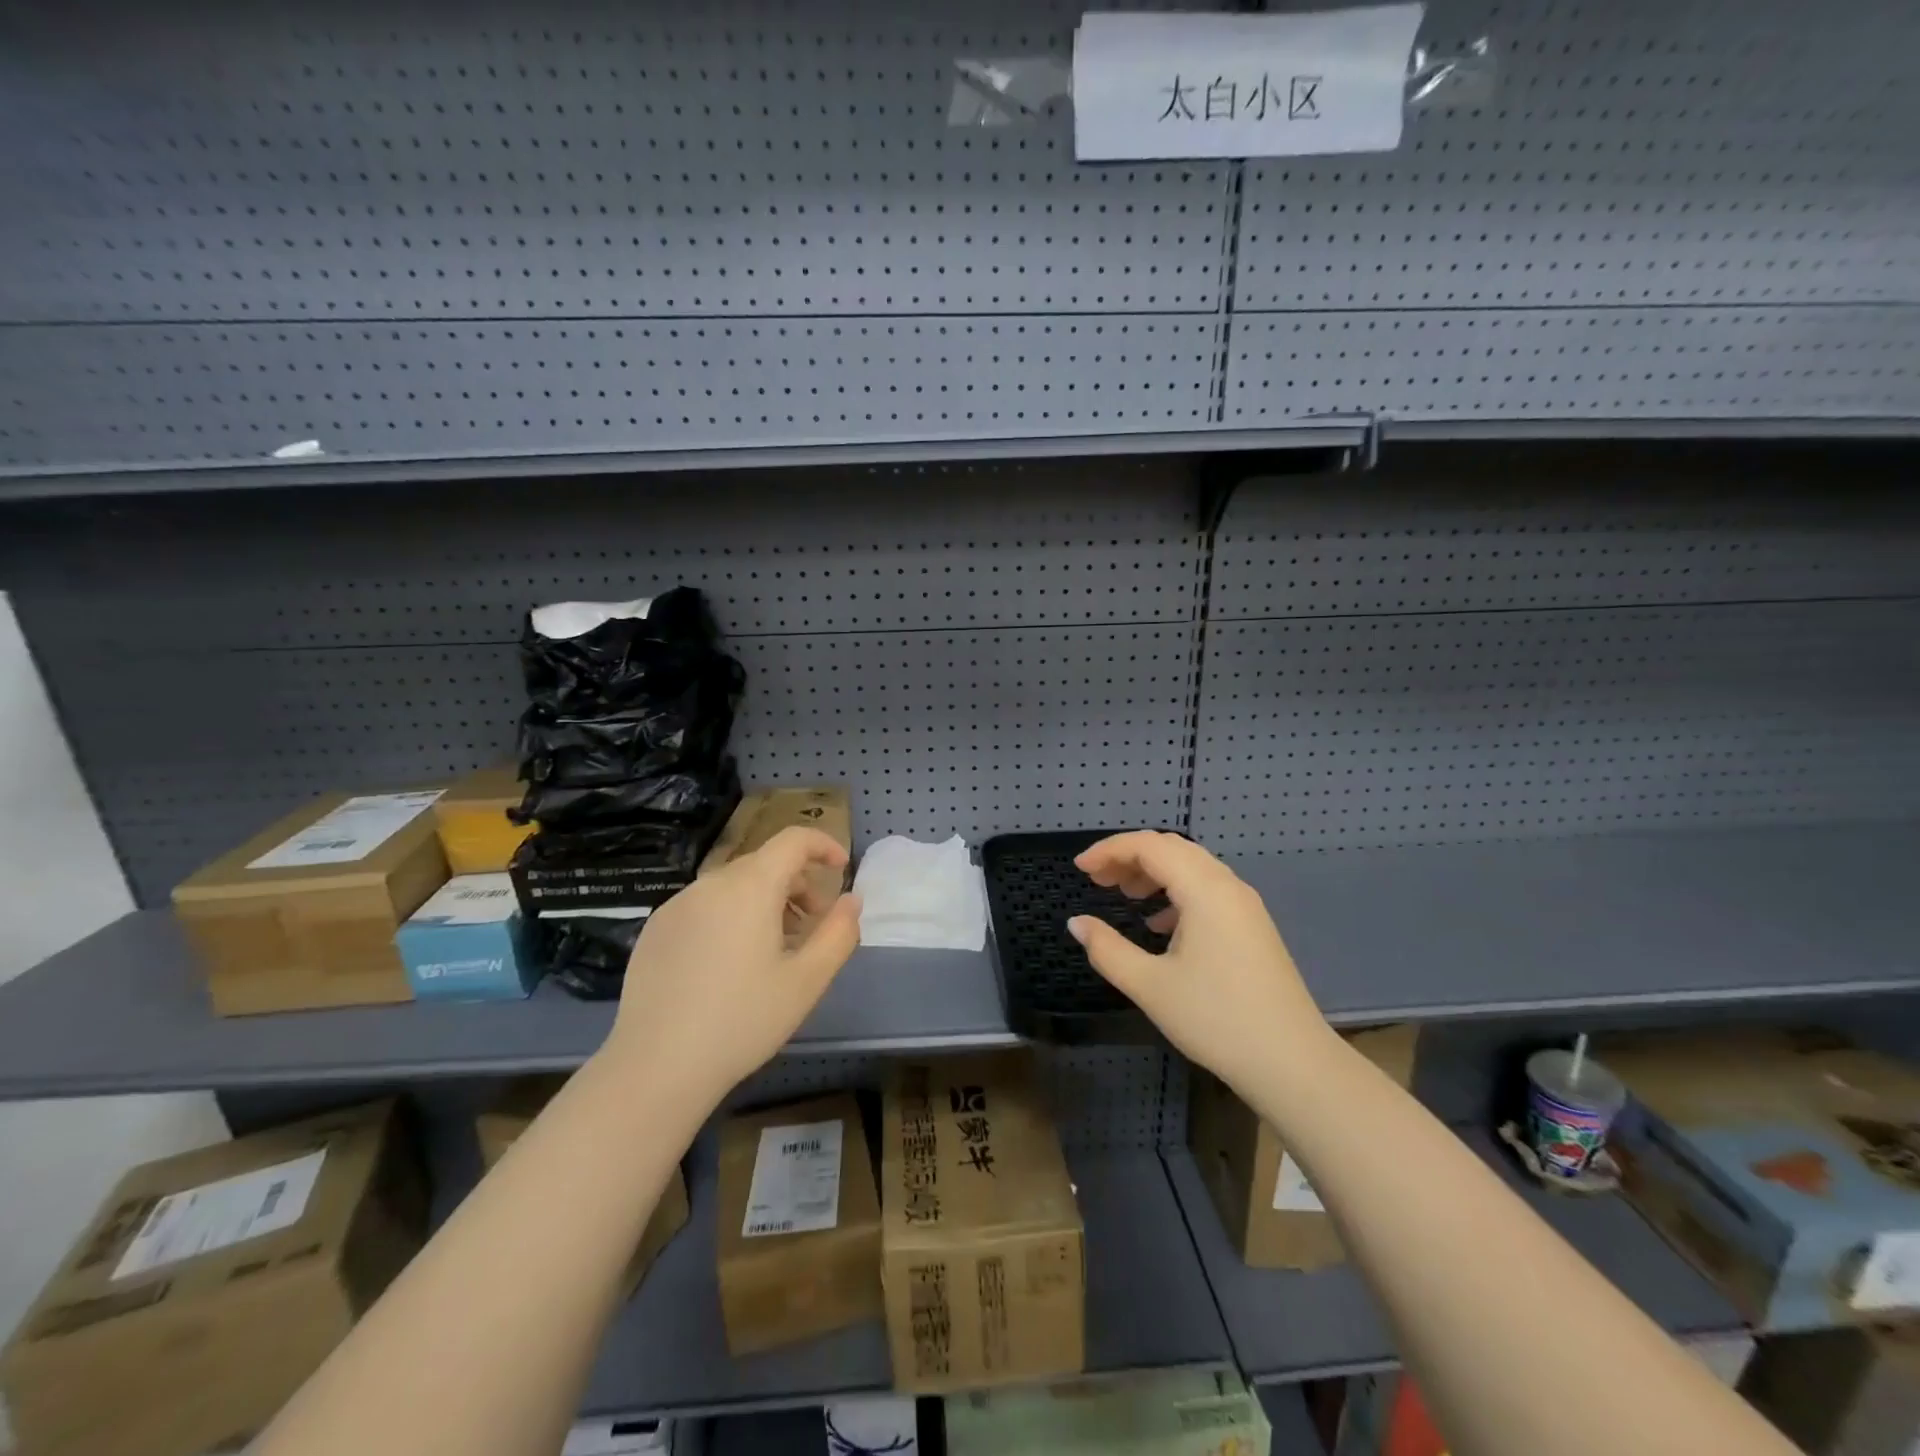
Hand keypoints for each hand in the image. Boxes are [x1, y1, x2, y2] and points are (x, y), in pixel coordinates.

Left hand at [603, 826, 861, 1108]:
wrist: (656, 1067)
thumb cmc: (742, 1021)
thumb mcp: (807, 981)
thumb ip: (838, 932)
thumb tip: (851, 900)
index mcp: (749, 887)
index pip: (792, 840)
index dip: (822, 845)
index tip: (841, 869)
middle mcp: (710, 884)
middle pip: (764, 863)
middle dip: (797, 883)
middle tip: (812, 925)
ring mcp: (676, 905)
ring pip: (733, 885)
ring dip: (764, 901)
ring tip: (774, 949)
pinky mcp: (655, 930)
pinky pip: (704, 906)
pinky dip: (730, 916)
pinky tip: (729, 966)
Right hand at [1069, 831, 1329, 1096]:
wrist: (1292, 1063)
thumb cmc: (1216, 1020)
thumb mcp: (1150, 986)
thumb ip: (1107, 949)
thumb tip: (1077, 923)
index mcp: (1204, 890)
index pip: (1149, 846)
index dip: (1109, 850)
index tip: (1079, 868)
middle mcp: (1227, 886)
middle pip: (1172, 849)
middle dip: (1129, 856)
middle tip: (1096, 879)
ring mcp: (1245, 905)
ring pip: (1191, 867)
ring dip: (1153, 872)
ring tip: (1123, 895)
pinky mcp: (1252, 926)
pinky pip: (1207, 889)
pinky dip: (1175, 893)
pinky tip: (1158, 924)